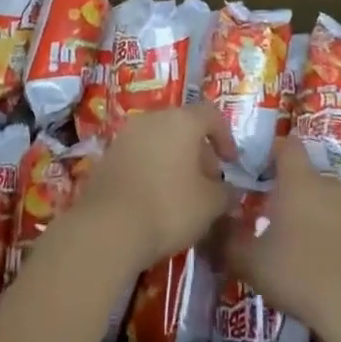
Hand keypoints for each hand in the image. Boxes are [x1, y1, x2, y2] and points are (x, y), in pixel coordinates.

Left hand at [67, 103, 237, 275]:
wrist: (109, 226)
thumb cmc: (169, 207)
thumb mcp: (210, 206)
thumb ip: (226, 194)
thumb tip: (230, 192)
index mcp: (182, 120)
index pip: (211, 115)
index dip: (225, 137)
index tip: (231, 163)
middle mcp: (153, 118)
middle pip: (184, 126)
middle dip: (200, 152)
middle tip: (208, 183)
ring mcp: (127, 134)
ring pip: (160, 139)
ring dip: (175, 160)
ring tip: (183, 192)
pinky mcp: (108, 154)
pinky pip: (140, 154)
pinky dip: (153, 168)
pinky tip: (155, 197)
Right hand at [223, 141, 340, 334]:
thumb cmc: (301, 274)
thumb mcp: (253, 264)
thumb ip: (228, 245)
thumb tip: (208, 232)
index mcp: (301, 182)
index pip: (288, 147)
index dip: (279, 154)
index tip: (270, 170)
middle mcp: (337, 184)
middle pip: (319, 182)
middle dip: (308, 200)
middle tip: (295, 231)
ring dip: (339, 223)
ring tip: (329, 258)